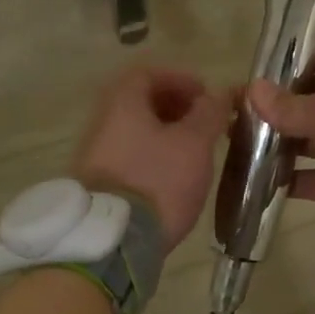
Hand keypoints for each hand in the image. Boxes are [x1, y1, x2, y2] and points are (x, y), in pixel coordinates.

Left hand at [74, 67, 231, 246]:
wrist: (114, 241)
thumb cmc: (158, 181)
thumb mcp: (194, 143)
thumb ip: (209, 113)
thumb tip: (219, 94)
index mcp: (121, 102)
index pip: (148, 73)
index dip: (181, 79)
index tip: (207, 96)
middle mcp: (102, 122)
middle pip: (140, 102)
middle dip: (176, 108)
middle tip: (204, 124)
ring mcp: (95, 155)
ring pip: (135, 131)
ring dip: (166, 134)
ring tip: (195, 152)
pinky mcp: (99, 184)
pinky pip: (129, 157)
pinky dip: (153, 156)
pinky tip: (173, 176)